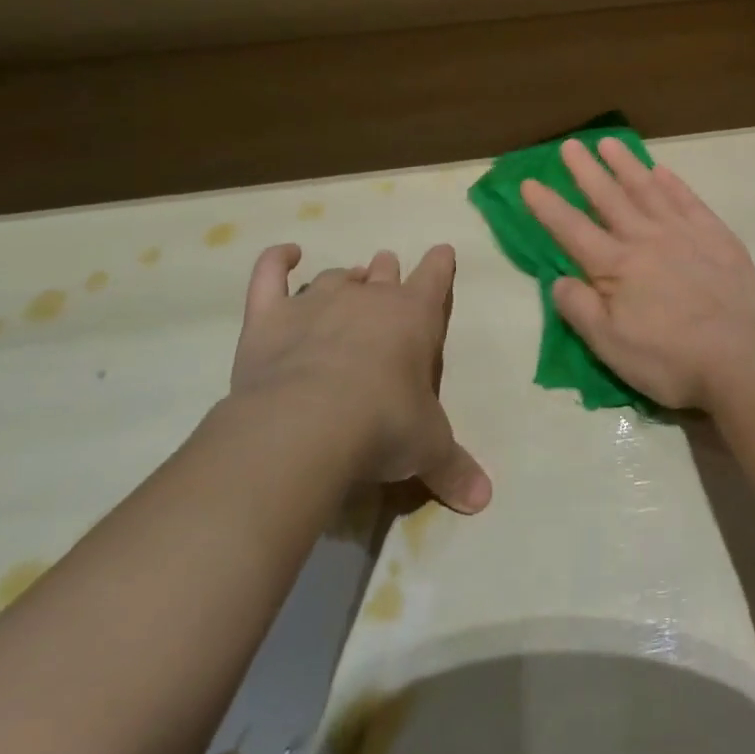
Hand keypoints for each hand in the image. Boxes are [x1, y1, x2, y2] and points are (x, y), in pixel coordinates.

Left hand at [231, 243, 491, 513]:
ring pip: (336, 276)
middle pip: (383, 270)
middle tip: (386, 282)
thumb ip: (455, 468)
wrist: (308, 424)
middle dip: (387, 273)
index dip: (440, 264)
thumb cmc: (383, 425)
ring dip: (345, 278)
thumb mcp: (429, 449)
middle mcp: (369, 298)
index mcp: (415, 316)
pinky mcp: (270, 316)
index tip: (442, 253)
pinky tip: (285, 254)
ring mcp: (317, 302)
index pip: (435, 276)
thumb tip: (484, 500)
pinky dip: (276, 260)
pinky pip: (270, 274)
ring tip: (347, 285)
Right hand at [521, 137, 754, 412]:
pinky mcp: (717, 236)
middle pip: (609, 198)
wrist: (740, 358)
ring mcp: (684, 232)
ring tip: (610, 143)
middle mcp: (646, 238)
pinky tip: (662, 170)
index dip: (548, 206)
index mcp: (616, 266)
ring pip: (648, 189)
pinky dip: (672, 183)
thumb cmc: (669, 359)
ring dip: (626, 165)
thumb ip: (580, 309)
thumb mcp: (611, 346)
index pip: (572, 229)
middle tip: (570, 145)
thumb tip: (559, 280)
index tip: (530, 182)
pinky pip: (688, 200)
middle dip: (586, 171)